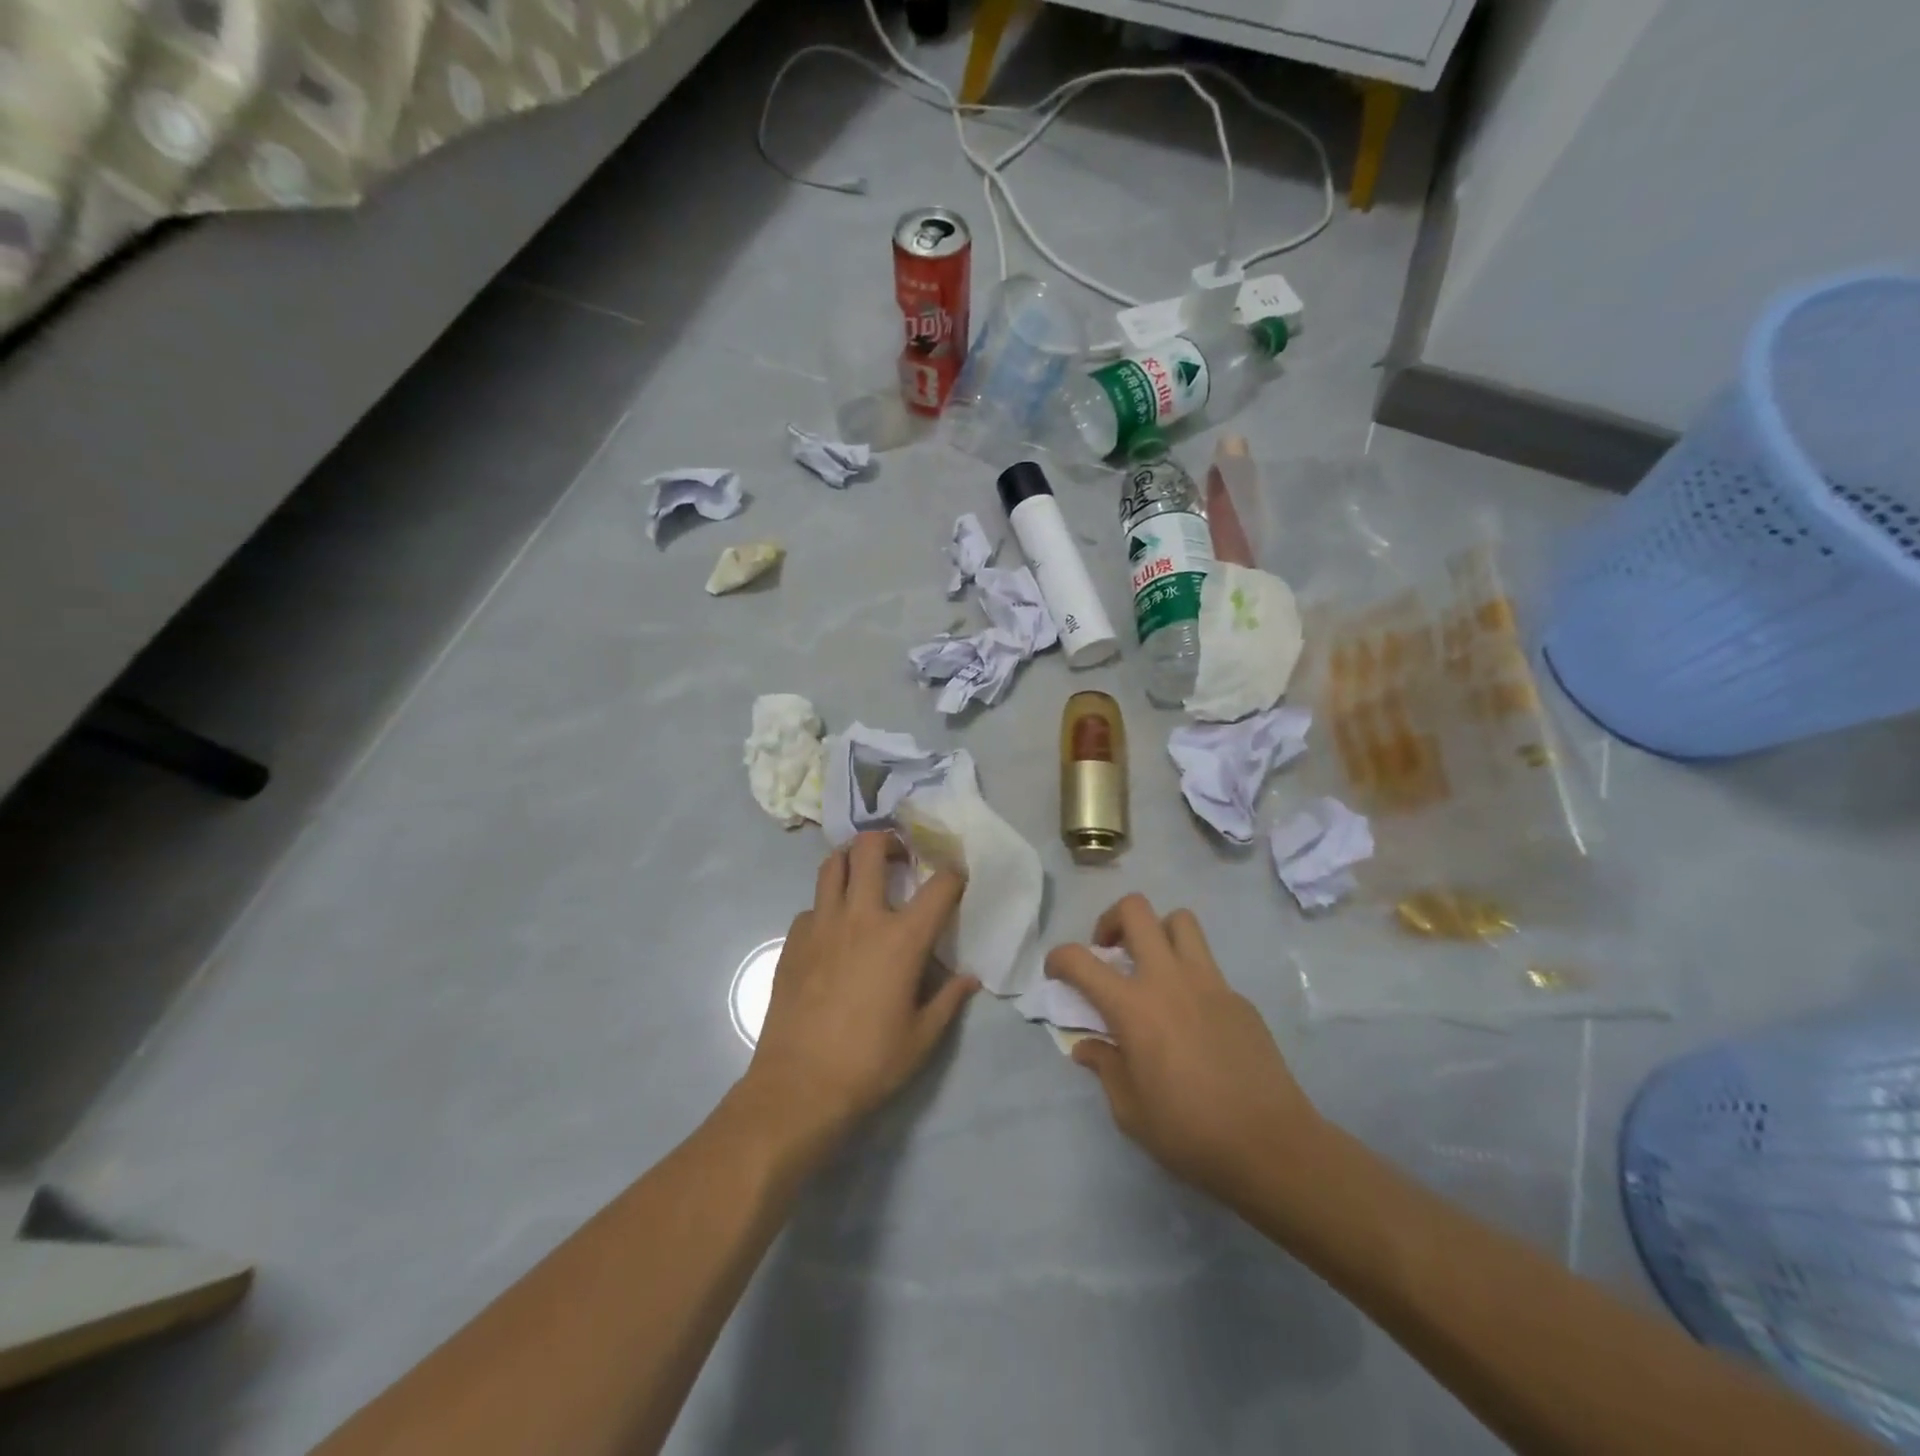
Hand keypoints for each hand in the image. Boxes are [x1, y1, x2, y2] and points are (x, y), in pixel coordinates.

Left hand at [743, 832, 978, 1147]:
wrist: (799, 1086)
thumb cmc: (870, 1063)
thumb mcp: (922, 1038)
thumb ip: (948, 1000)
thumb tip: (969, 978)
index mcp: (902, 938)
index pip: (939, 887)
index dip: (954, 875)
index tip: (957, 877)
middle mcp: (862, 917)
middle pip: (870, 849)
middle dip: (889, 841)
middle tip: (899, 857)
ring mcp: (821, 924)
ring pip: (832, 865)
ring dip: (851, 860)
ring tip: (863, 876)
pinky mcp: (792, 940)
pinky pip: (812, 906)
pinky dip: (827, 906)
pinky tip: (833, 932)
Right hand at [1045, 894, 1325, 1210]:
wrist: (1271, 1146)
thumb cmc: (1190, 1133)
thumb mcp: (1130, 1111)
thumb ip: (1105, 1068)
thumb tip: (1088, 1047)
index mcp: (1133, 1007)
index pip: (1080, 960)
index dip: (1058, 958)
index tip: (1056, 973)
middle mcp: (1168, 980)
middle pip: (1136, 910)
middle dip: (1111, 921)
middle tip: (1109, 954)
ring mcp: (1209, 983)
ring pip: (1180, 922)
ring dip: (1157, 933)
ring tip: (1152, 968)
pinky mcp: (1238, 998)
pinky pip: (1207, 966)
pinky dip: (1189, 975)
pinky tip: (1192, 1018)